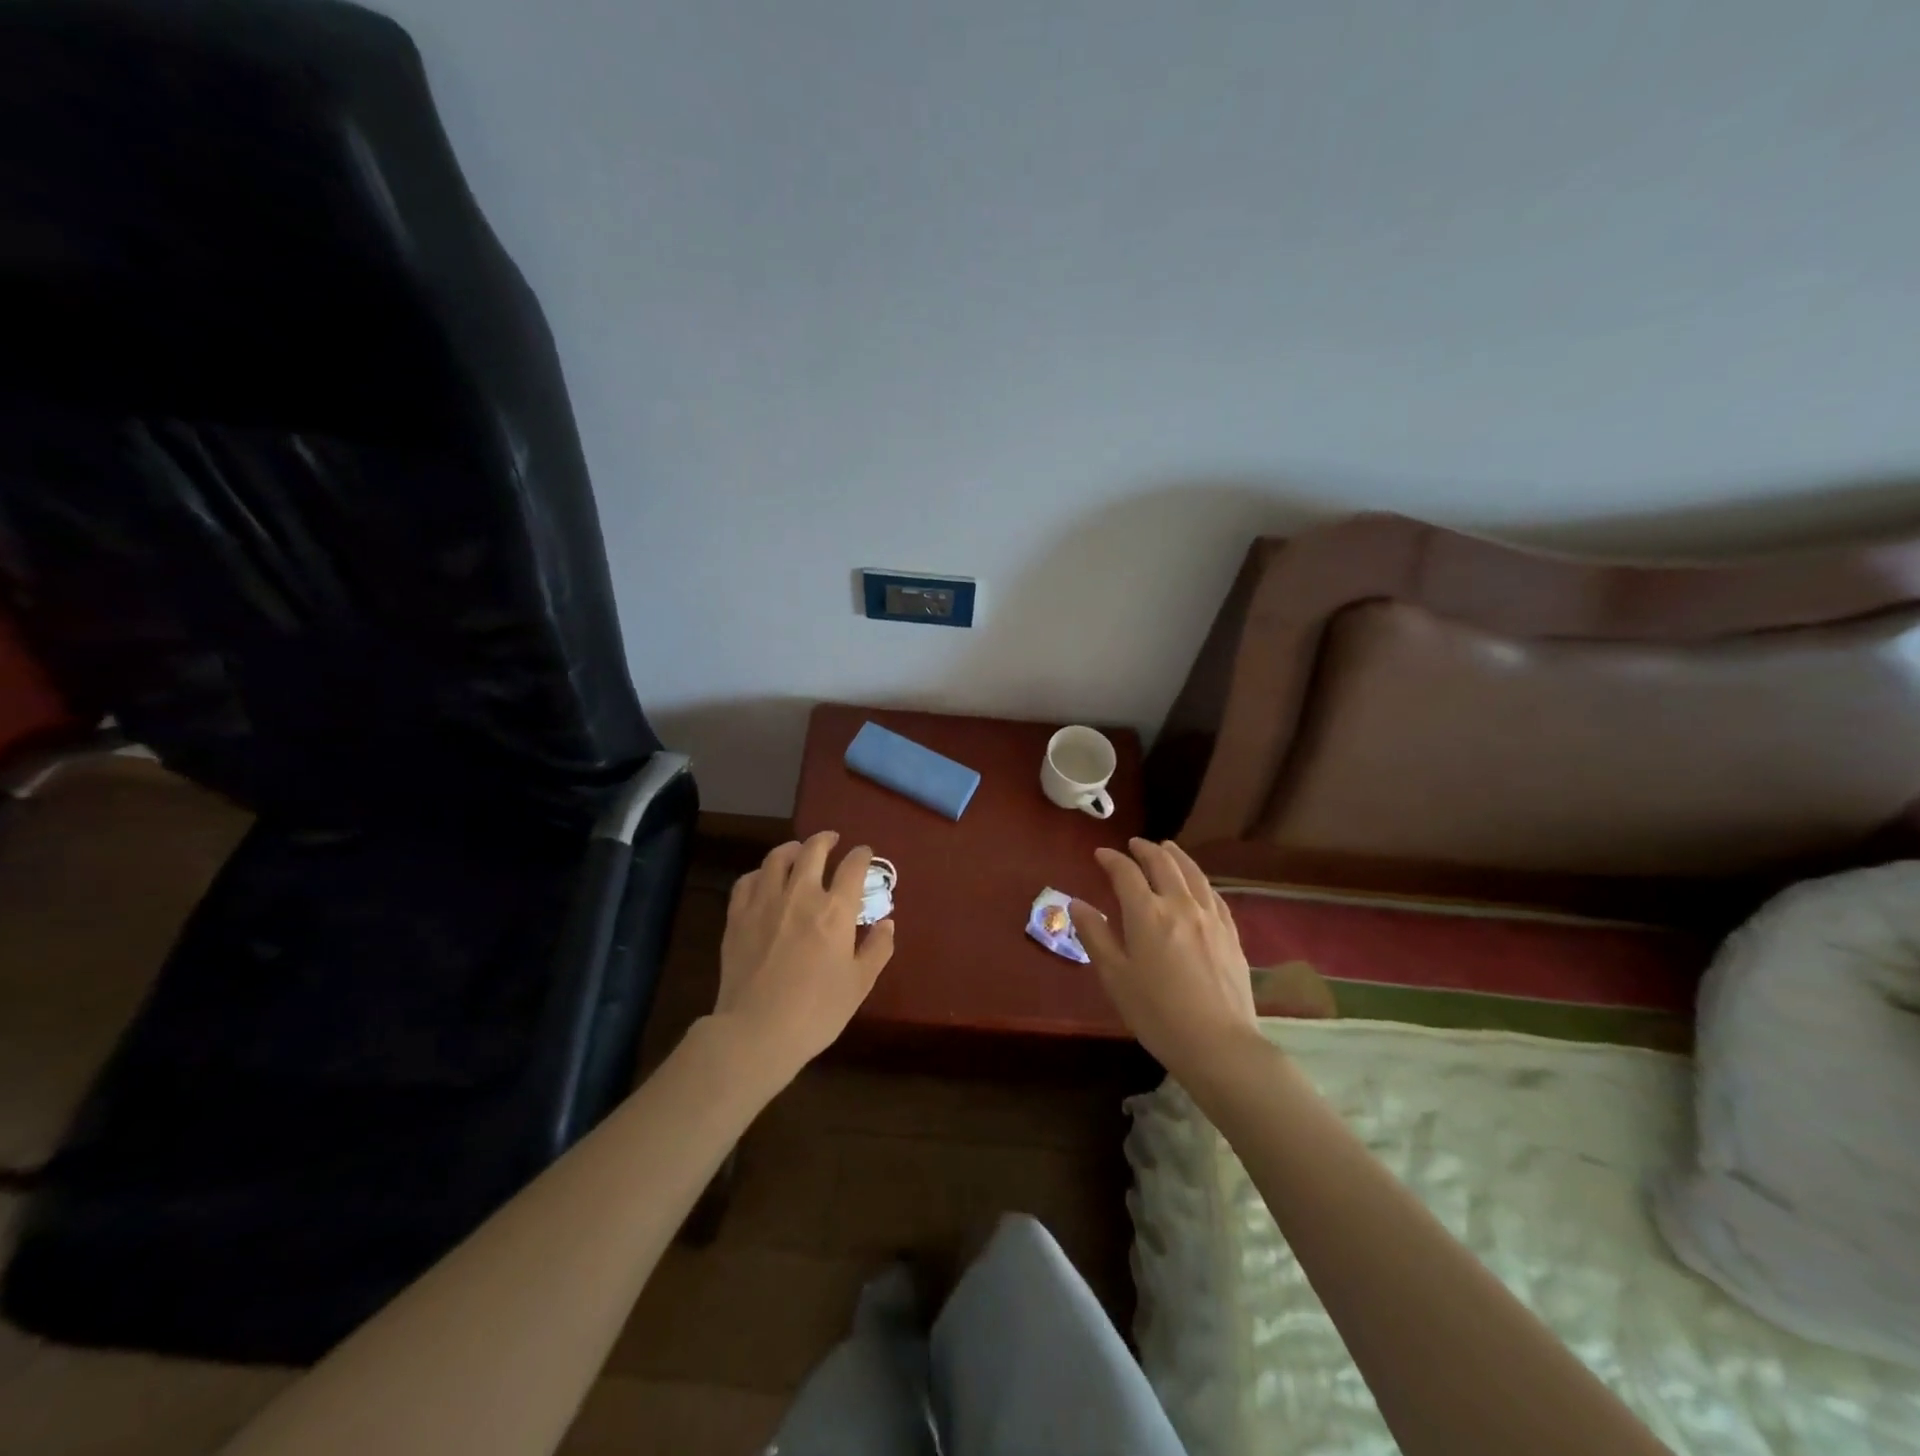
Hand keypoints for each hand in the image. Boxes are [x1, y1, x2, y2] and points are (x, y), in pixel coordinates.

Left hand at [714, 831, 895, 1081]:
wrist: (756, 1032)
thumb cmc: (816, 1011)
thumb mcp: (860, 984)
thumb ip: (877, 949)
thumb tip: (887, 923)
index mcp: (835, 911)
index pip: (853, 867)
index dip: (862, 855)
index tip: (865, 854)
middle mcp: (800, 895)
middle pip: (813, 850)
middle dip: (826, 840)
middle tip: (832, 840)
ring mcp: (765, 903)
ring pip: (777, 858)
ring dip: (792, 849)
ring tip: (798, 851)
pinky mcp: (737, 917)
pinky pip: (748, 881)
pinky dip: (760, 873)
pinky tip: (764, 879)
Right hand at [1070, 838, 1259, 1082]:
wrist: (1218, 1044)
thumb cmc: (1156, 1013)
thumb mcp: (1114, 977)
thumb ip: (1095, 935)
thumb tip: (1077, 903)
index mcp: (1147, 913)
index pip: (1126, 873)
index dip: (1111, 859)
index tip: (1100, 854)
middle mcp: (1180, 905)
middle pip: (1163, 863)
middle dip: (1145, 849)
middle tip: (1133, 844)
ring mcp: (1210, 918)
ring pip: (1192, 873)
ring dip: (1176, 856)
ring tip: (1167, 847)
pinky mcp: (1231, 934)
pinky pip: (1214, 895)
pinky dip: (1200, 880)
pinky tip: (1198, 884)